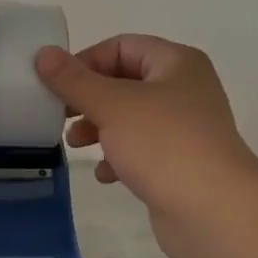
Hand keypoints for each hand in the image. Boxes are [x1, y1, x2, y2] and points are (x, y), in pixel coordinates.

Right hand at [35, 34, 257, 257]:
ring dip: (99, 128)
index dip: (86, 61)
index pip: (122, 46)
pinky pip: (142, 151)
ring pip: (130, 119)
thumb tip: (43, 54)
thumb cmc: (163, 144)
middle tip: (60, 116)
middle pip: (124, 83)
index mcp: (176, 63)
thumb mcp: (111, 105)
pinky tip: (105, 175)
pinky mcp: (180, 164)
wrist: (214, 211)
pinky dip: (119, 158)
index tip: (57, 85)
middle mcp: (184, 90)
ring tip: (75, 145)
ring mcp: (184, 129)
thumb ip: (74, 80)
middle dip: (89, 99)